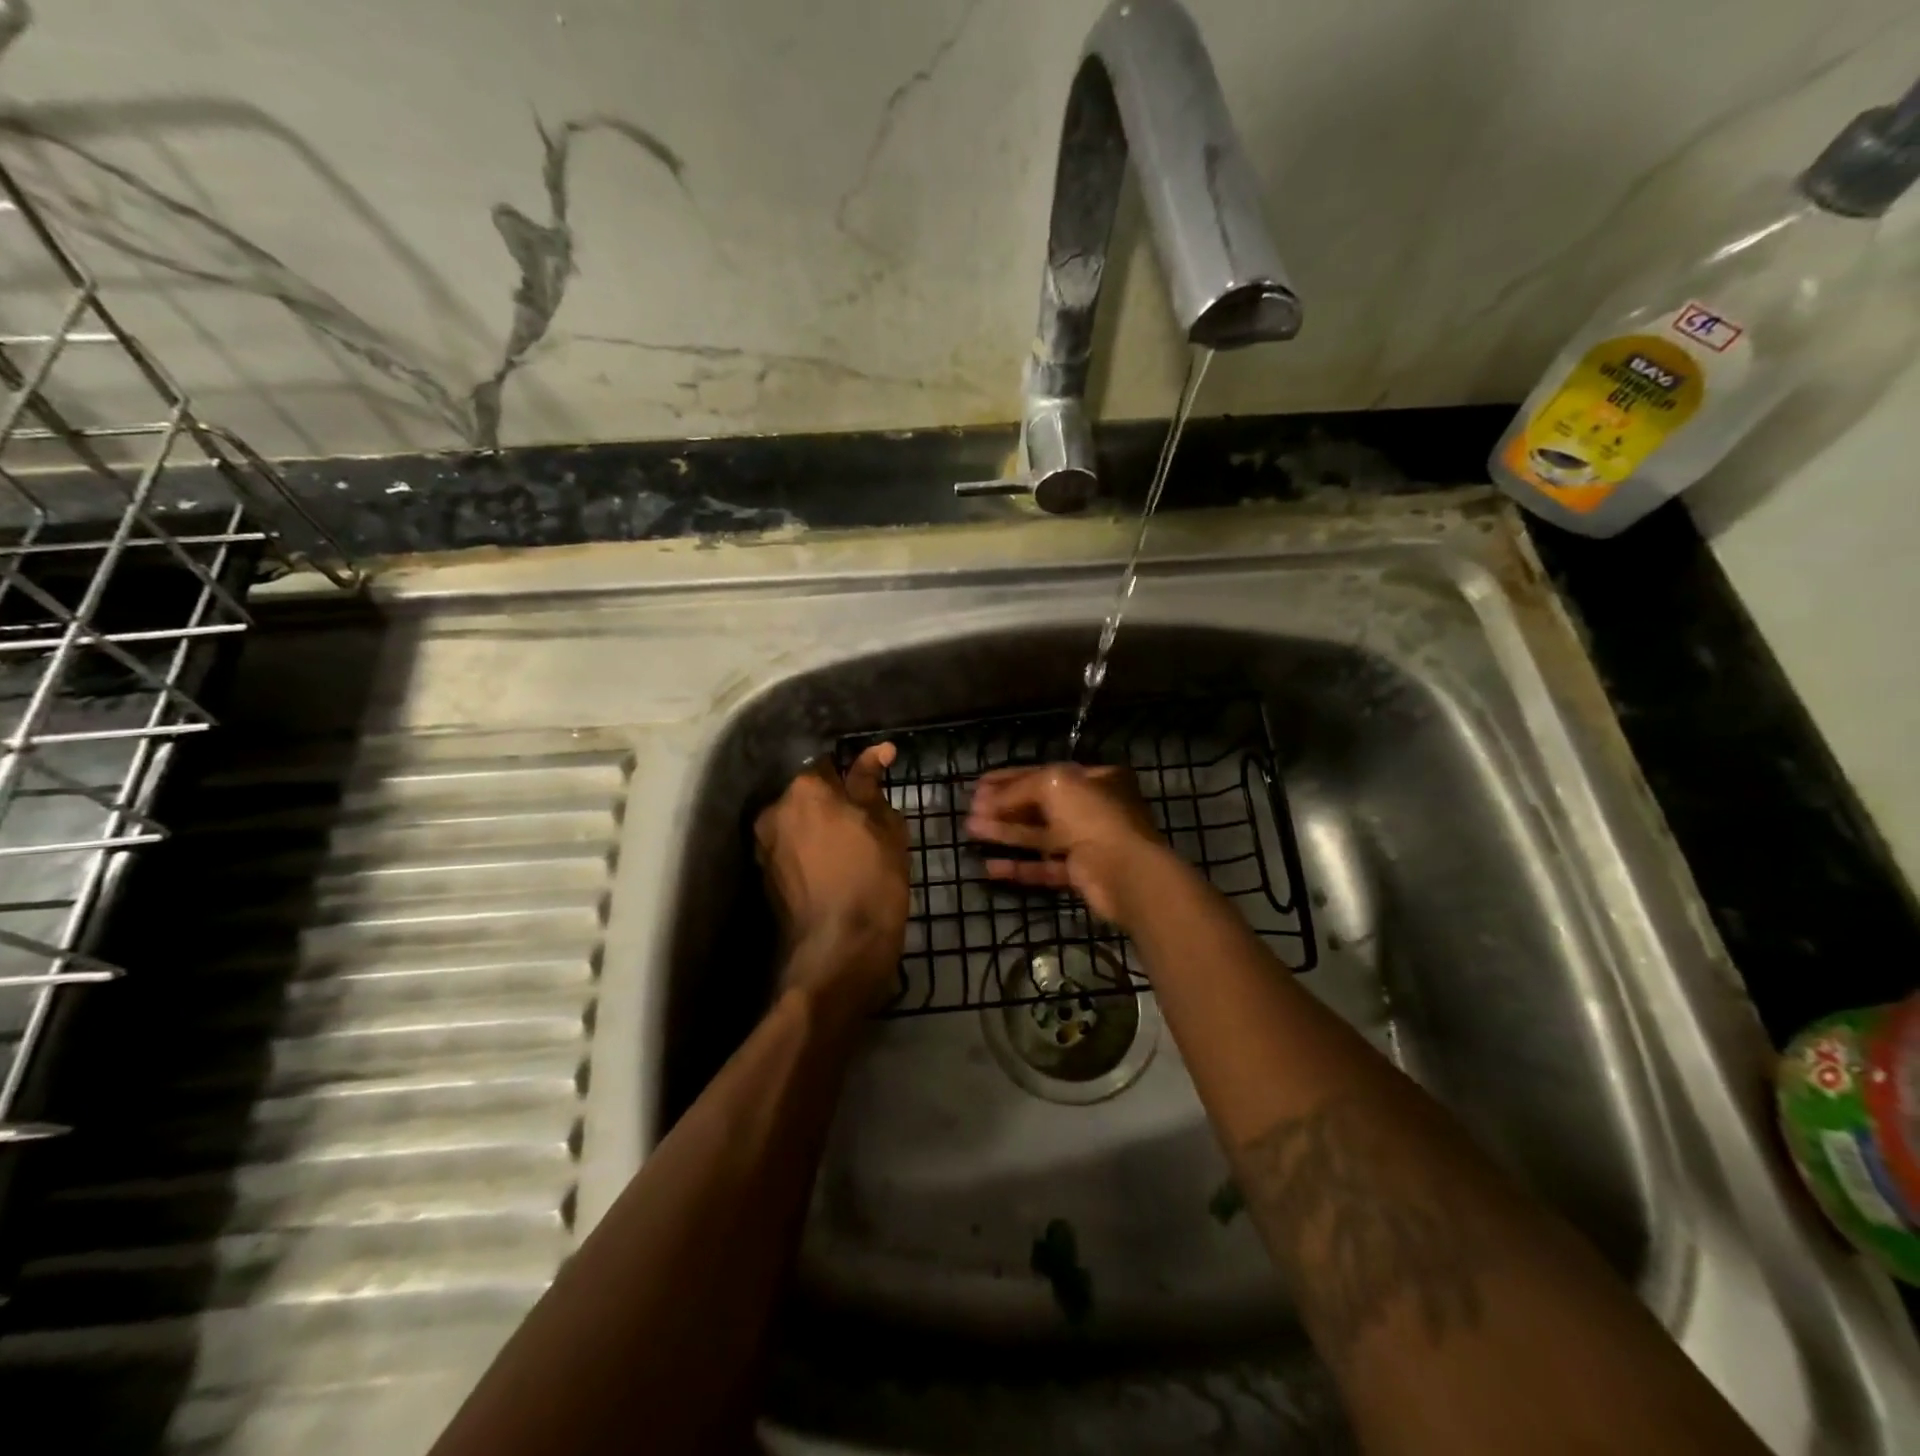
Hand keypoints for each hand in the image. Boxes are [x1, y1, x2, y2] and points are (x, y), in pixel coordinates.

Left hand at [754, 744, 908, 1017]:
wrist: (840, 949)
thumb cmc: (872, 879)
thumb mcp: (885, 827)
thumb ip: (872, 784)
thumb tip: (879, 751)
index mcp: (805, 789)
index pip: (830, 766)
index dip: (855, 778)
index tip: (874, 796)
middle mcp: (775, 810)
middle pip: (808, 796)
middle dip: (831, 805)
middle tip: (864, 827)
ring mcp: (764, 846)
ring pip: (797, 825)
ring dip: (818, 830)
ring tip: (848, 853)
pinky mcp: (764, 877)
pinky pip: (790, 851)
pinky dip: (808, 855)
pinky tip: (831, 872)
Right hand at [964, 763, 1174, 924]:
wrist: (1126, 873)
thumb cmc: (1092, 816)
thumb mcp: (1053, 785)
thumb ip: (1019, 787)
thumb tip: (988, 798)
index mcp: (1094, 778)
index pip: (1044, 773)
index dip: (1009, 777)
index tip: (978, 784)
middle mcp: (1092, 807)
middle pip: (1040, 804)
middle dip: (1004, 806)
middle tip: (971, 809)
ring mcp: (1087, 842)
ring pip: (1039, 836)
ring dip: (1005, 833)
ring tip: (971, 831)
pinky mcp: (1080, 873)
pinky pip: (1044, 867)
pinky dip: (1018, 867)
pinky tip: (989, 867)